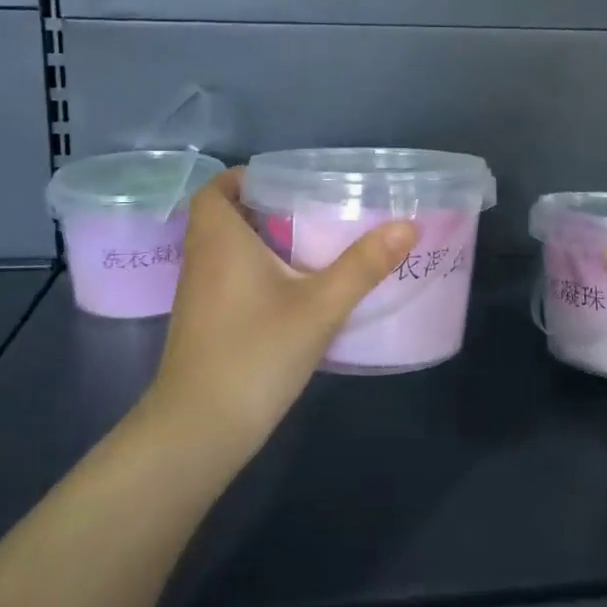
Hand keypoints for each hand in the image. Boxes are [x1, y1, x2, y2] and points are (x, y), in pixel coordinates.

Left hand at [144, 168, 418, 451]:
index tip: (289, 182)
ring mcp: (199, 294)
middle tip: (314, 208)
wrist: (200, 429)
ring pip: (227, 249)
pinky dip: (256, 270)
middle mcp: (201, 259)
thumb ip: (363, 265)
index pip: (216, 188)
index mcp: (219, 240)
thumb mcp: (319, 307)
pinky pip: (228, 277)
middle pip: (225, 216)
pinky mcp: (205, 322)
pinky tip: (295, 289)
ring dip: (262, 240)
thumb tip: (408, 225)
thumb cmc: (255, 354)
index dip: (246, 178)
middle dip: (266, 207)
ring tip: (313, 242)